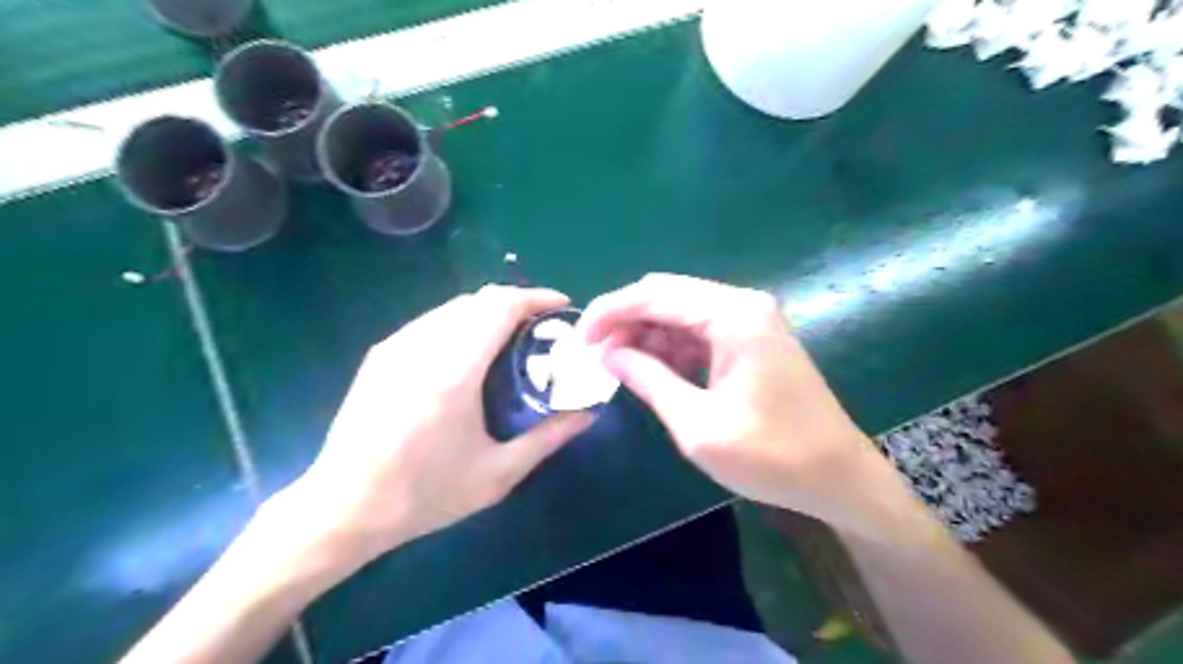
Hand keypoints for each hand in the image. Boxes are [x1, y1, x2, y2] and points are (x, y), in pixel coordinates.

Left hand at [276, 286, 590, 574]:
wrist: (343, 507)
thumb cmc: (425, 494)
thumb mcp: (497, 474)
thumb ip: (548, 438)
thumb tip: (588, 413)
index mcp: (454, 371)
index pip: (500, 307)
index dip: (536, 298)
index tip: (562, 306)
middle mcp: (423, 346)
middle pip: (478, 300)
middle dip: (516, 303)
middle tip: (540, 329)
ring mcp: (397, 346)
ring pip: (453, 307)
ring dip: (488, 312)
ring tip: (510, 339)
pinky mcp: (381, 354)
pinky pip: (431, 321)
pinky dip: (461, 323)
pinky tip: (468, 354)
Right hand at [581, 275, 912, 538]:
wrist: (839, 477)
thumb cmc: (772, 457)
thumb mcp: (698, 425)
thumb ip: (649, 380)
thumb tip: (608, 354)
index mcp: (732, 315)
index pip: (653, 294)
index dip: (608, 312)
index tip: (578, 341)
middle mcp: (741, 304)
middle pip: (665, 294)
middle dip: (624, 320)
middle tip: (594, 355)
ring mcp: (749, 319)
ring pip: (679, 311)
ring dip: (645, 334)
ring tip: (618, 367)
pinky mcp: (751, 338)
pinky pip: (698, 330)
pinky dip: (670, 346)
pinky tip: (653, 369)